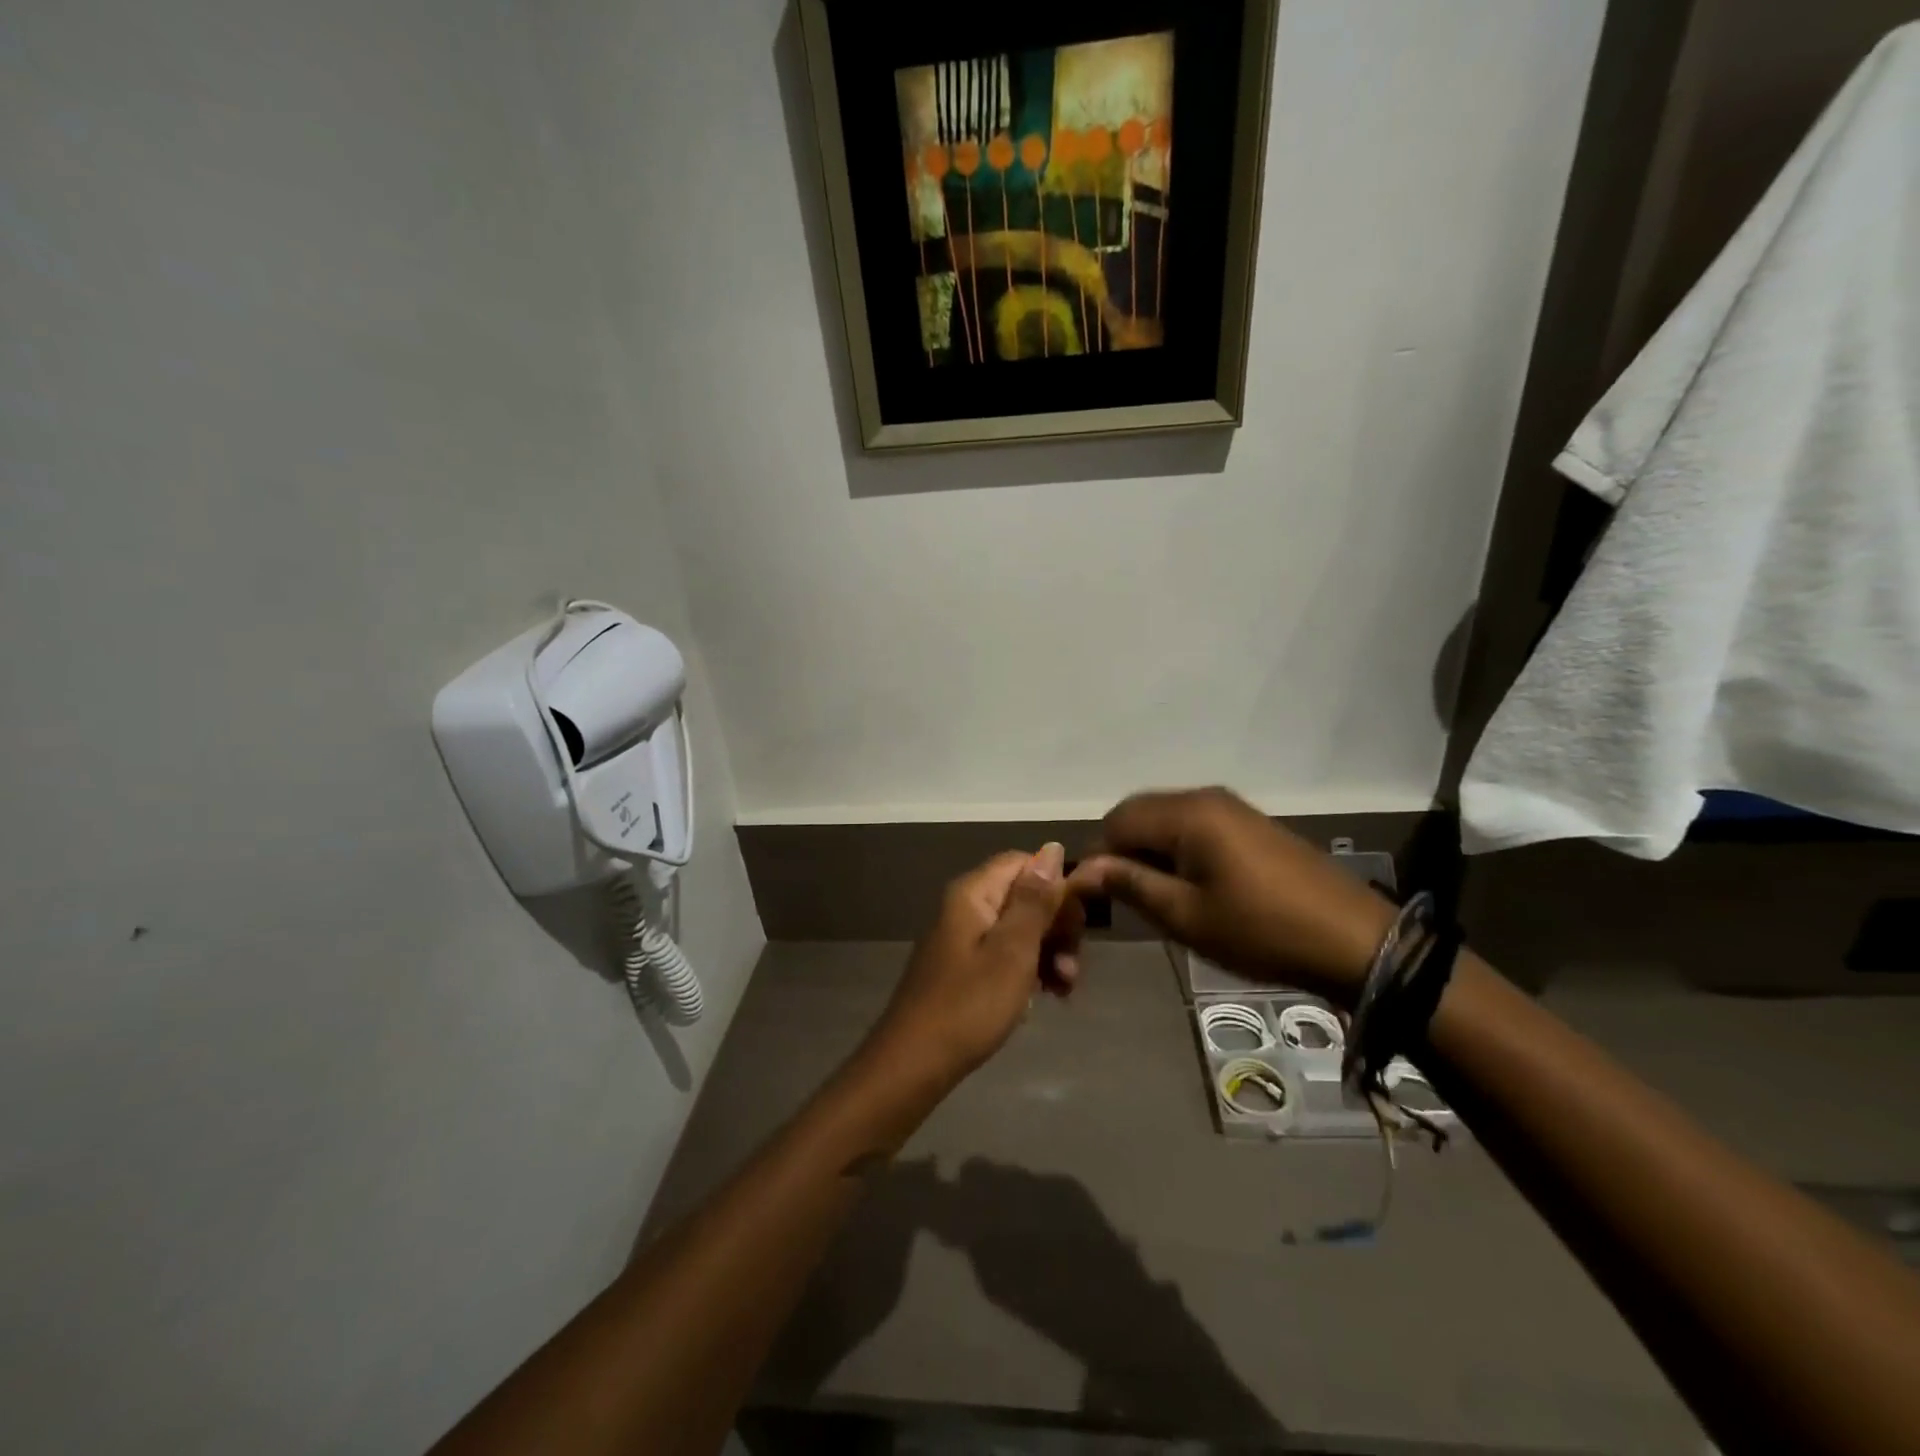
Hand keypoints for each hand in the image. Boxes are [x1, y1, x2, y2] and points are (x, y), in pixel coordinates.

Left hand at [864, 844, 1083, 1090]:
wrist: (914, 1063)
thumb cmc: (969, 1005)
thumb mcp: (1012, 950)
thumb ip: (1035, 899)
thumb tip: (1053, 848)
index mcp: (974, 893)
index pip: (1026, 863)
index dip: (1059, 887)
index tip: (1080, 926)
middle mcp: (967, 906)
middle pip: (1026, 895)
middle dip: (1058, 927)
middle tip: (1072, 968)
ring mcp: (964, 937)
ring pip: (1020, 927)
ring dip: (1049, 953)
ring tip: (1064, 990)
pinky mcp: (965, 966)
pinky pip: (1006, 953)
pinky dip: (1030, 969)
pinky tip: (1045, 997)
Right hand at [1070, 788, 1393, 1005]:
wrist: (1353, 940)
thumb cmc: (1261, 930)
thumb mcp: (1186, 915)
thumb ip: (1131, 885)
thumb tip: (1082, 871)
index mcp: (1187, 813)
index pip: (1117, 820)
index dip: (1101, 857)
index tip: (1103, 900)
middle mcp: (1205, 797)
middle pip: (1139, 813)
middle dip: (1124, 852)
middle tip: (1131, 901)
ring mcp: (1231, 808)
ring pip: (1166, 819)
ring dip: (1151, 853)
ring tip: (1162, 899)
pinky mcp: (1249, 824)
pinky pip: (1194, 826)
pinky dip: (1178, 851)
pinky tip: (1193, 888)